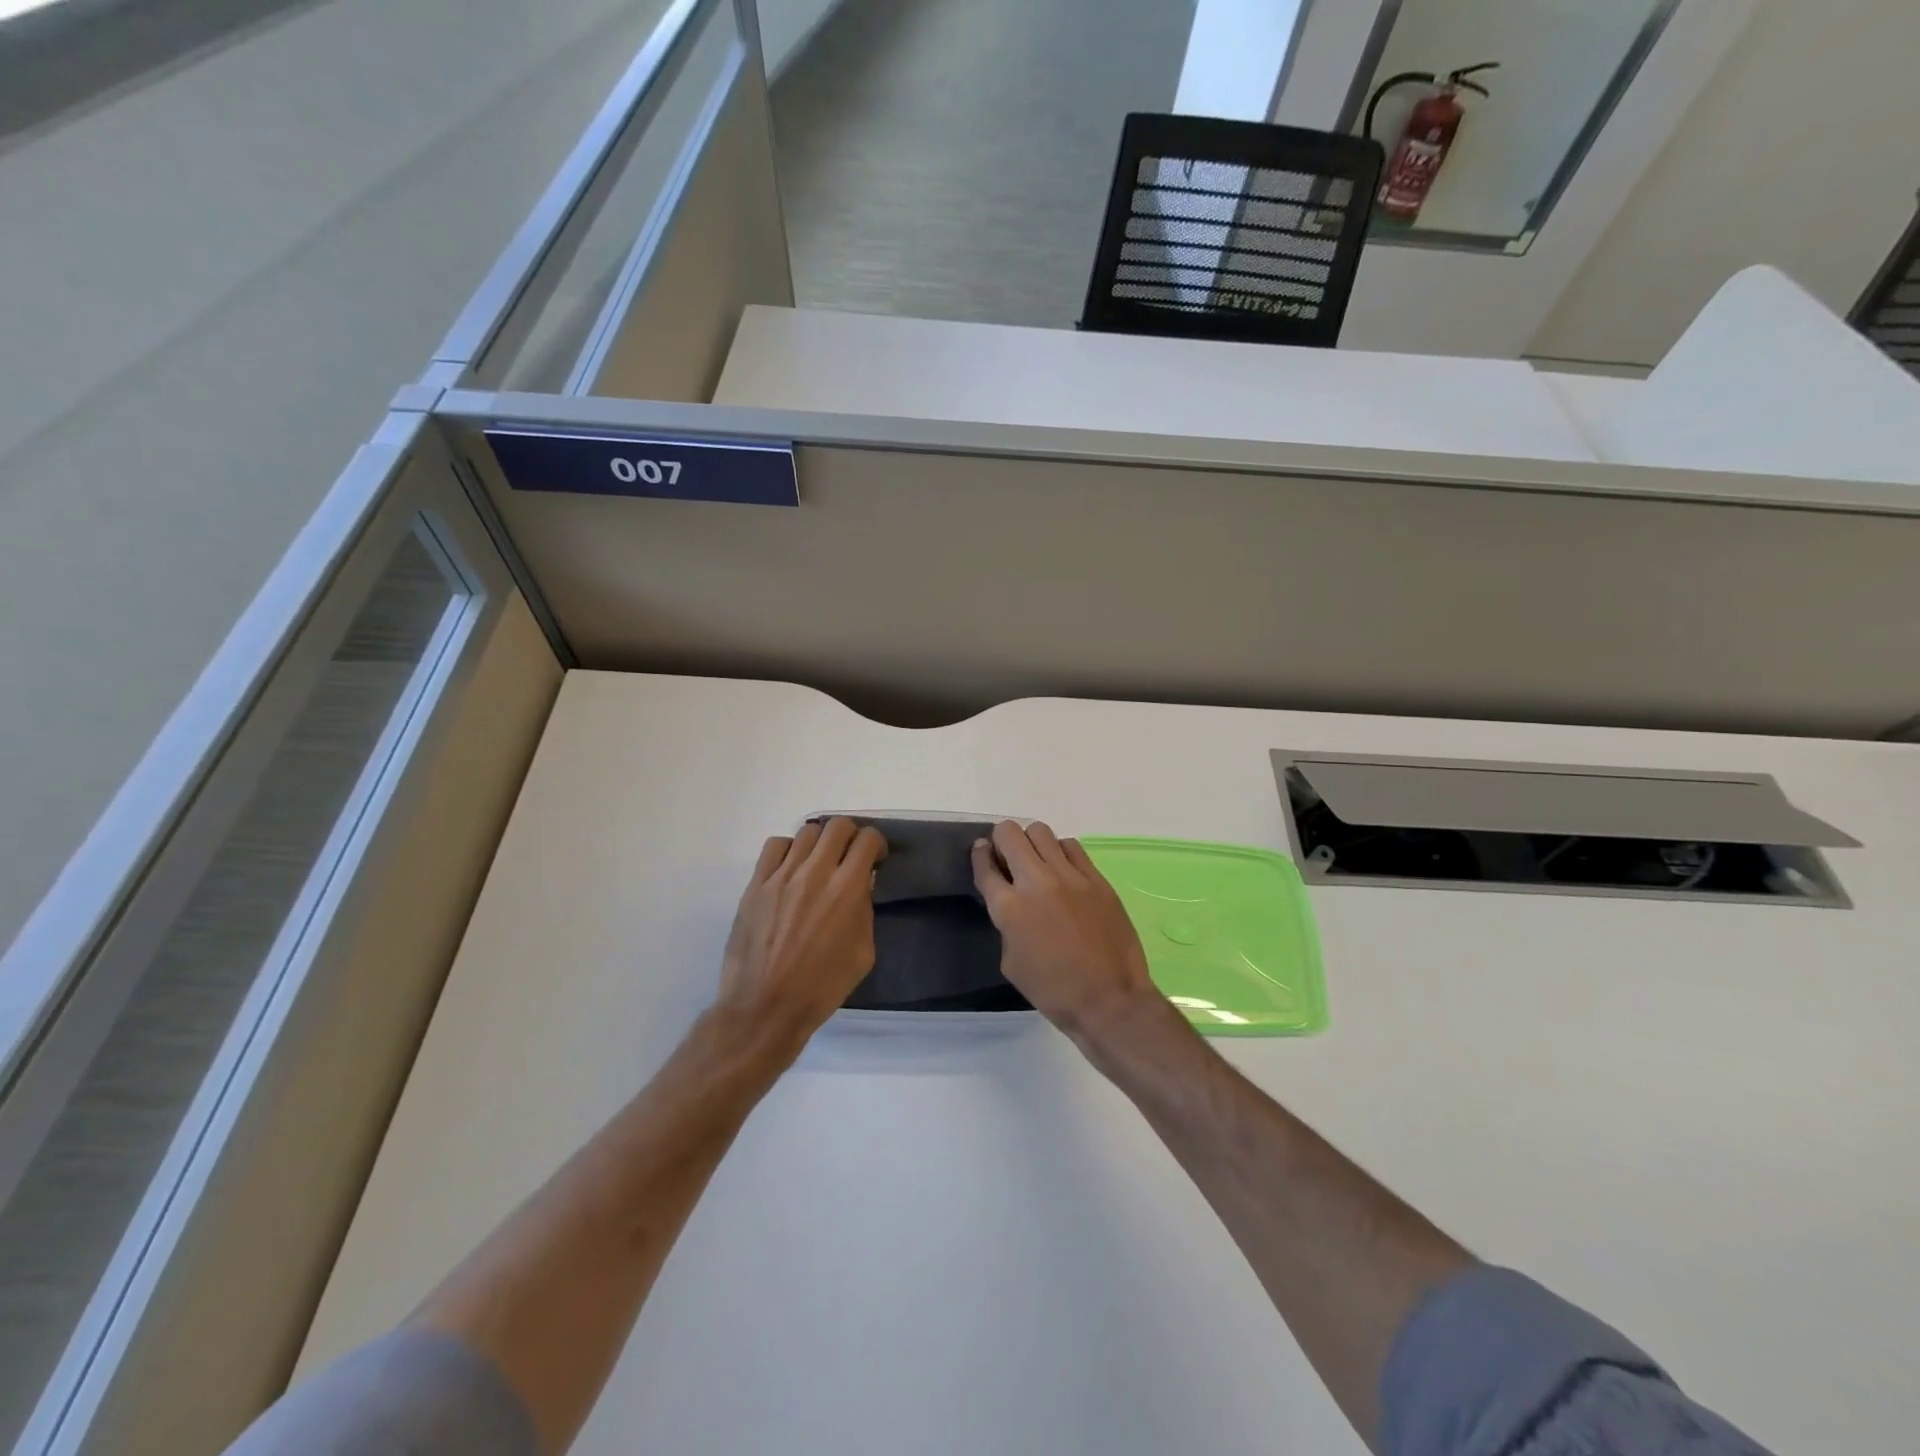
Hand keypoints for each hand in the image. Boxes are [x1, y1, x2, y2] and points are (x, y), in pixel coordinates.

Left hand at [716, 818, 887, 1044]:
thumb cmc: (822, 987)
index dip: (876, 844)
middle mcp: (815, 873)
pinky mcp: (756, 884)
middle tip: (849, 856)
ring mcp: (782, 875)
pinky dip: (789, 850)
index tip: (875, 859)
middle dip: (851, 835)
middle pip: (837, 826)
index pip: (867, 840)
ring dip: (820, 843)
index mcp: (847, 890)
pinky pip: (775, 846)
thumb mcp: (863, 953)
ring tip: (818, 863)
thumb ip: (865, 912)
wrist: (766, 1007)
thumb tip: (861, 887)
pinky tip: (790, 869)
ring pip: (806, 832)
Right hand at [970, 820, 1163, 1040]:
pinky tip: (1063, 869)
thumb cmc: (1054, 991)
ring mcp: (1070, 877)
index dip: (979, 855)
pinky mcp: (1096, 879)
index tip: (981, 851)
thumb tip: (1012, 905)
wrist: (1109, 1000)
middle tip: (1007, 855)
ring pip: (1041, 832)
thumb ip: (1006, 925)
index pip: (985, 866)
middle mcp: (1036, 882)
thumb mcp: (1011, 963)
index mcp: (1009, 908)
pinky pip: (1072, 847)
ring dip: (1032, 842)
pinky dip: (1061, 852)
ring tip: (1037, 860)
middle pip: (1010, 834)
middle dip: (1002, 840)